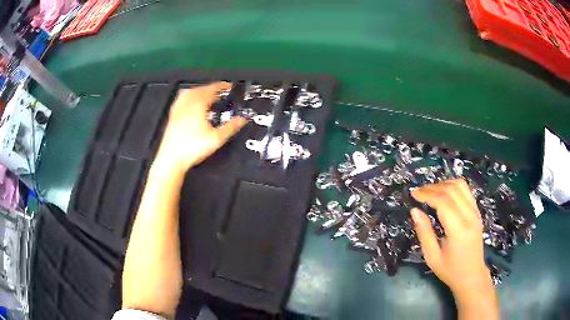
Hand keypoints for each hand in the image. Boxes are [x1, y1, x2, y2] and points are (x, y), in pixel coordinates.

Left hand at [154, 82, 246, 174]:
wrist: (172, 159)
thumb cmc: (191, 148)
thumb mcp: (216, 138)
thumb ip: (231, 127)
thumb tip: (242, 119)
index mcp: (198, 104)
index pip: (212, 89)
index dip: (222, 86)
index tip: (228, 86)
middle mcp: (187, 103)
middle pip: (201, 89)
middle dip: (212, 89)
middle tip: (221, 92)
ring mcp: (178, 109)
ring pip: (190, 92)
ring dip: (201, 91)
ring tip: (208, 96)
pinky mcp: (172, 115)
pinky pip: (182, 99)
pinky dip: (190, 97)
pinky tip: (191, 103)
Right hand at [410, 179, 494, 301]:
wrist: (472, 276)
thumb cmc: (450, 271)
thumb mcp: (432, 257)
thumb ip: (424, 233)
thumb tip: (414, 211)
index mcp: (459, 230)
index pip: (443, 201)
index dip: (427, 194)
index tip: (413, 195)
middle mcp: (470, 216)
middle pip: (451, 190)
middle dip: (432, 187)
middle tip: (418, 193)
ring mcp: (476, 212)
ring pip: (460, 185)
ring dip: (443, 184)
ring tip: (430, 192)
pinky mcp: (477, 211)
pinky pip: (466, 191)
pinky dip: (453, 187)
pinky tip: (444, 193)